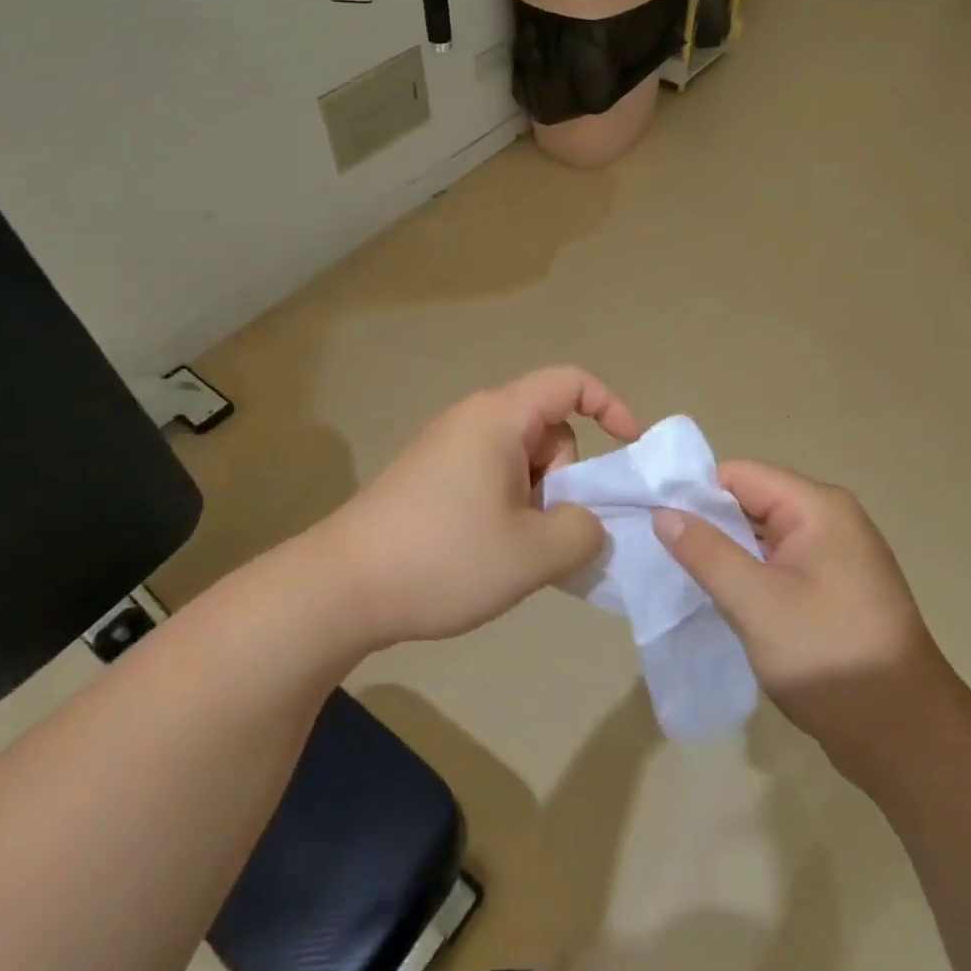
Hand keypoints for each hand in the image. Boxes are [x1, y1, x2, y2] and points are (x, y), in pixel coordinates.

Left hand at [314, 367, 639, 648]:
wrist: (341, 588)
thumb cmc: (444, 558)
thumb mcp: (534, 553)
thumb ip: (584, 530)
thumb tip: (587, 520)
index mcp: (499, 417)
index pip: (570, 382)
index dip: (611, 405)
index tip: (629, 450)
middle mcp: (472, 420)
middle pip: (547, 429)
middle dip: (563, 477)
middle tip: (542, 531)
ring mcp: (446, 448)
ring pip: (520, 459)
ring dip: (535, 499)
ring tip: (511, 551)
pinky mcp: (429, 477)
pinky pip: (490, 476)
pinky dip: (507, 506)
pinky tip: (485, 552)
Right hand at [652, 461, 934, 772]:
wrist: (906, 738)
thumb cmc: (828, 656)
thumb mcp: (755, 602)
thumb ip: (706, 552)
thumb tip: (664, 512)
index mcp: (818, 507)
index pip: (740, 475)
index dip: (695, 493)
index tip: (654, 520)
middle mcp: (830, 520)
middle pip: (751, 502)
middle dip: (708, 524)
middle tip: (660, 552)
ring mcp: (835, 556)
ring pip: (762, 536)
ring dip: (727, 553)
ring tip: (682, 576)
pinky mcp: (833, 589)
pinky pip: (779, 565)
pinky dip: (749, 575)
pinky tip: (722, 598)